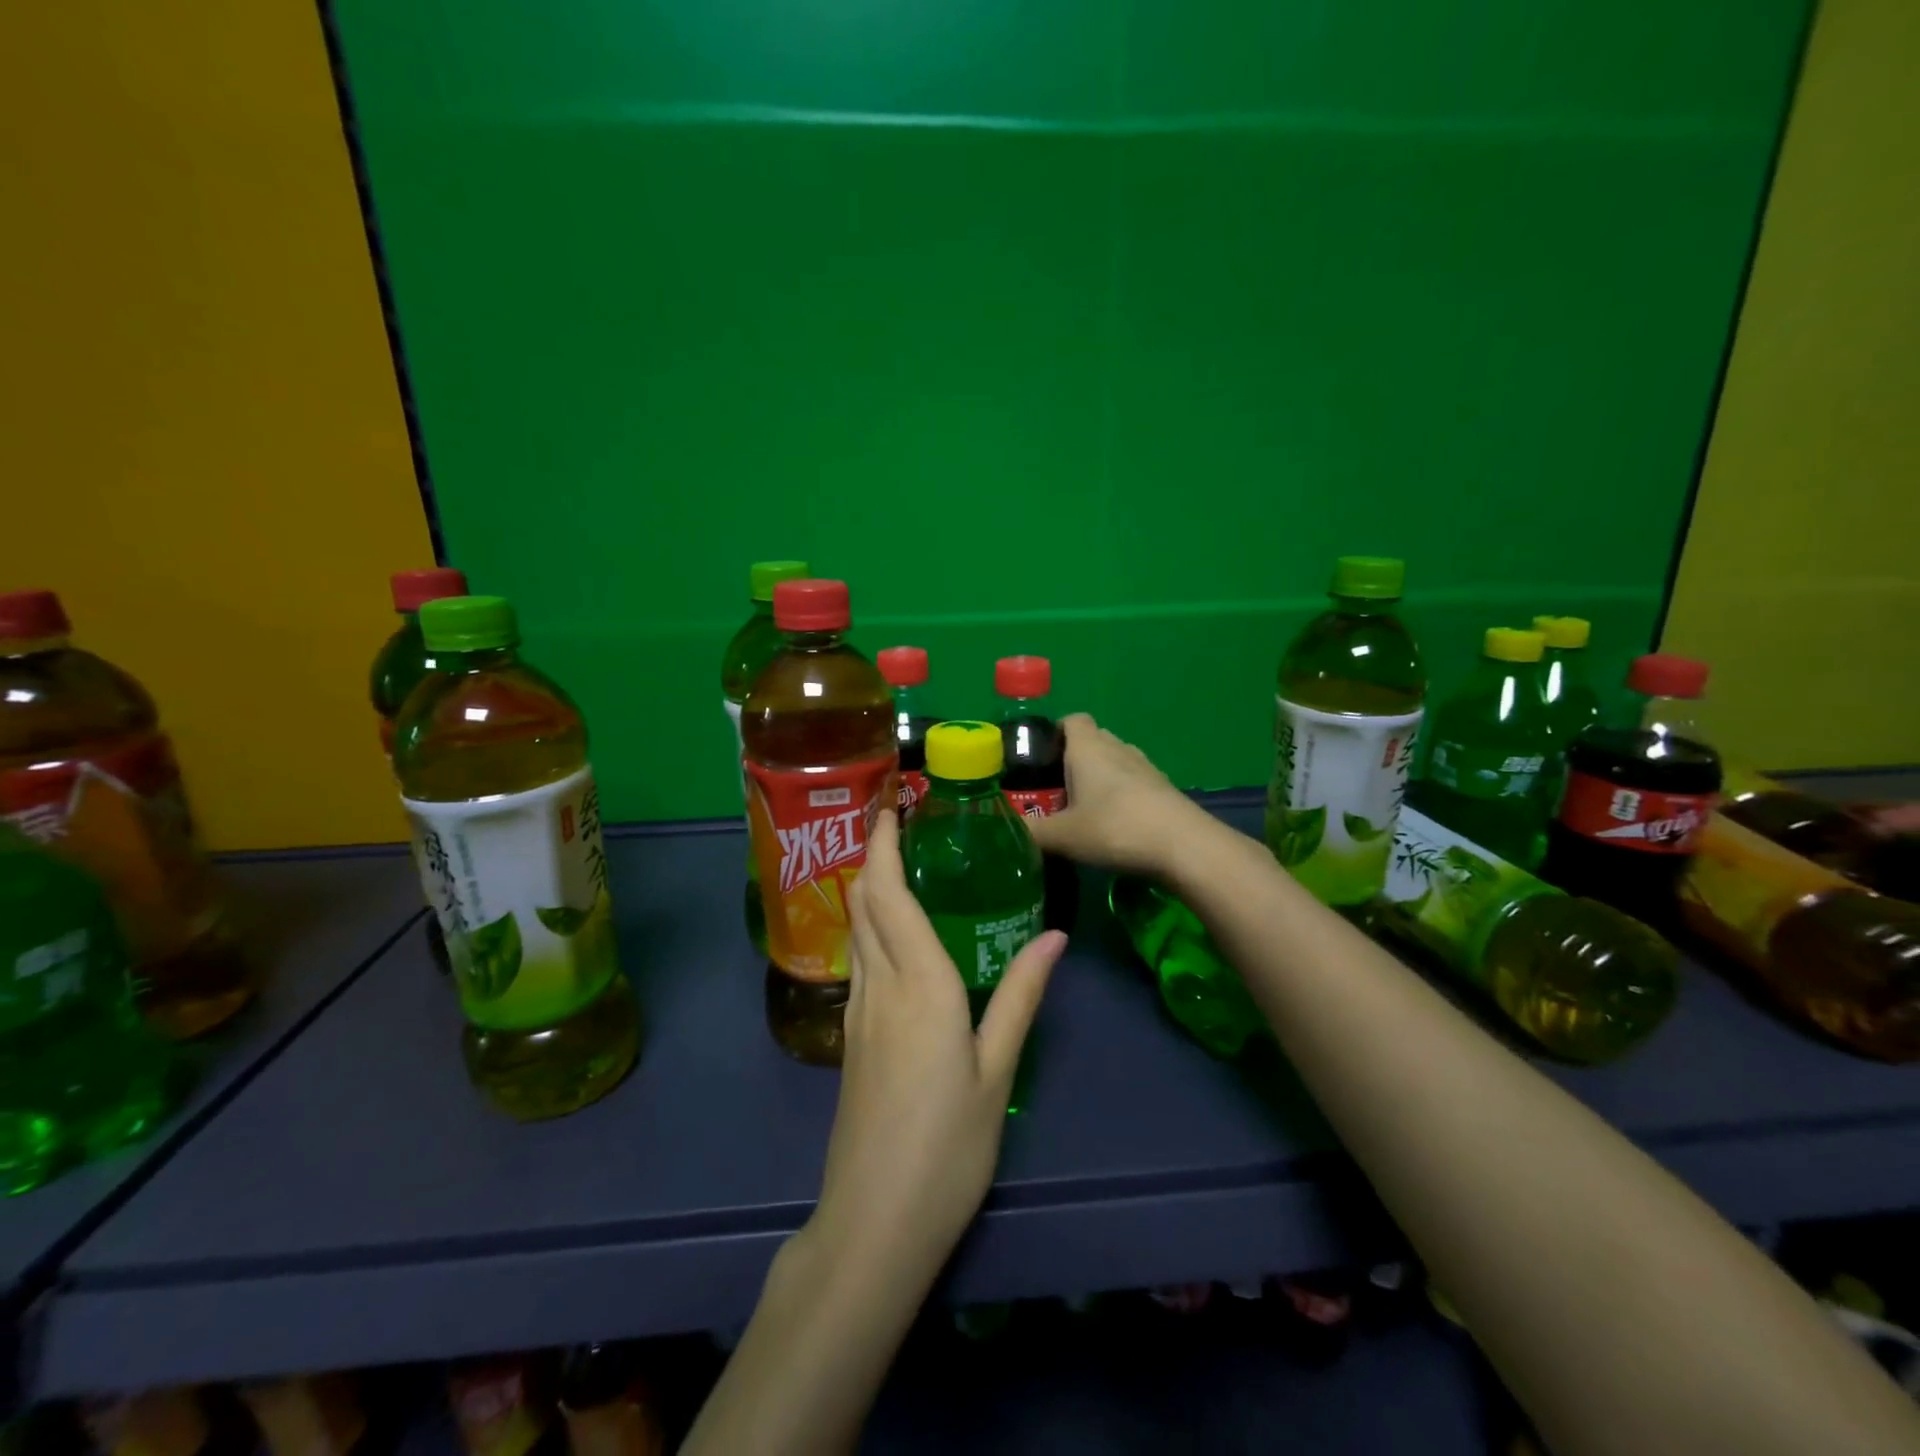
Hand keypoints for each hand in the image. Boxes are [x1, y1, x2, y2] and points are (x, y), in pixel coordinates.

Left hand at [807, 809, 1066, 1283]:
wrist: (875, 1220)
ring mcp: (858, 1011)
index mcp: (919, 982)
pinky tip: (893, 934)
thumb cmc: (949, 1145)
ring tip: (896, 864)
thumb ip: (1021, 995)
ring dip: (867, 888)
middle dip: (872, 855)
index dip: (883, 845)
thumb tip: (1055, 937)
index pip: (889, 893)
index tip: (889, 807)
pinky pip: (859, 960)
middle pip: (863, 902)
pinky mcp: (851, 1036)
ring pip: (856, 929)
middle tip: (896, 824)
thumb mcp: (996, 1069)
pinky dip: (870, 926)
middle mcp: (880, 984)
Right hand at [1026, 714, 1213, 875]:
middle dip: (1072, 759)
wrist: (1183, 846)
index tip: (1039, 758)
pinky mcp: (1163, 788)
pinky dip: (1120, 794)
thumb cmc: (1114, 828)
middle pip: (1092, 740)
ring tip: (1082, 808)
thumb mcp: (1062, 836)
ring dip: (1098, 777)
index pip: (1071, 719)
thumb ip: (1030, 831)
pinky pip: (1133, 781)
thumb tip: (1004, 830)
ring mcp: (1145, 766)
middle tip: (1053, 790)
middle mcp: (1117, 747)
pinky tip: (1113, 824)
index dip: (1054, 732)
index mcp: (1088, 748)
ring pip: (1114, 761)